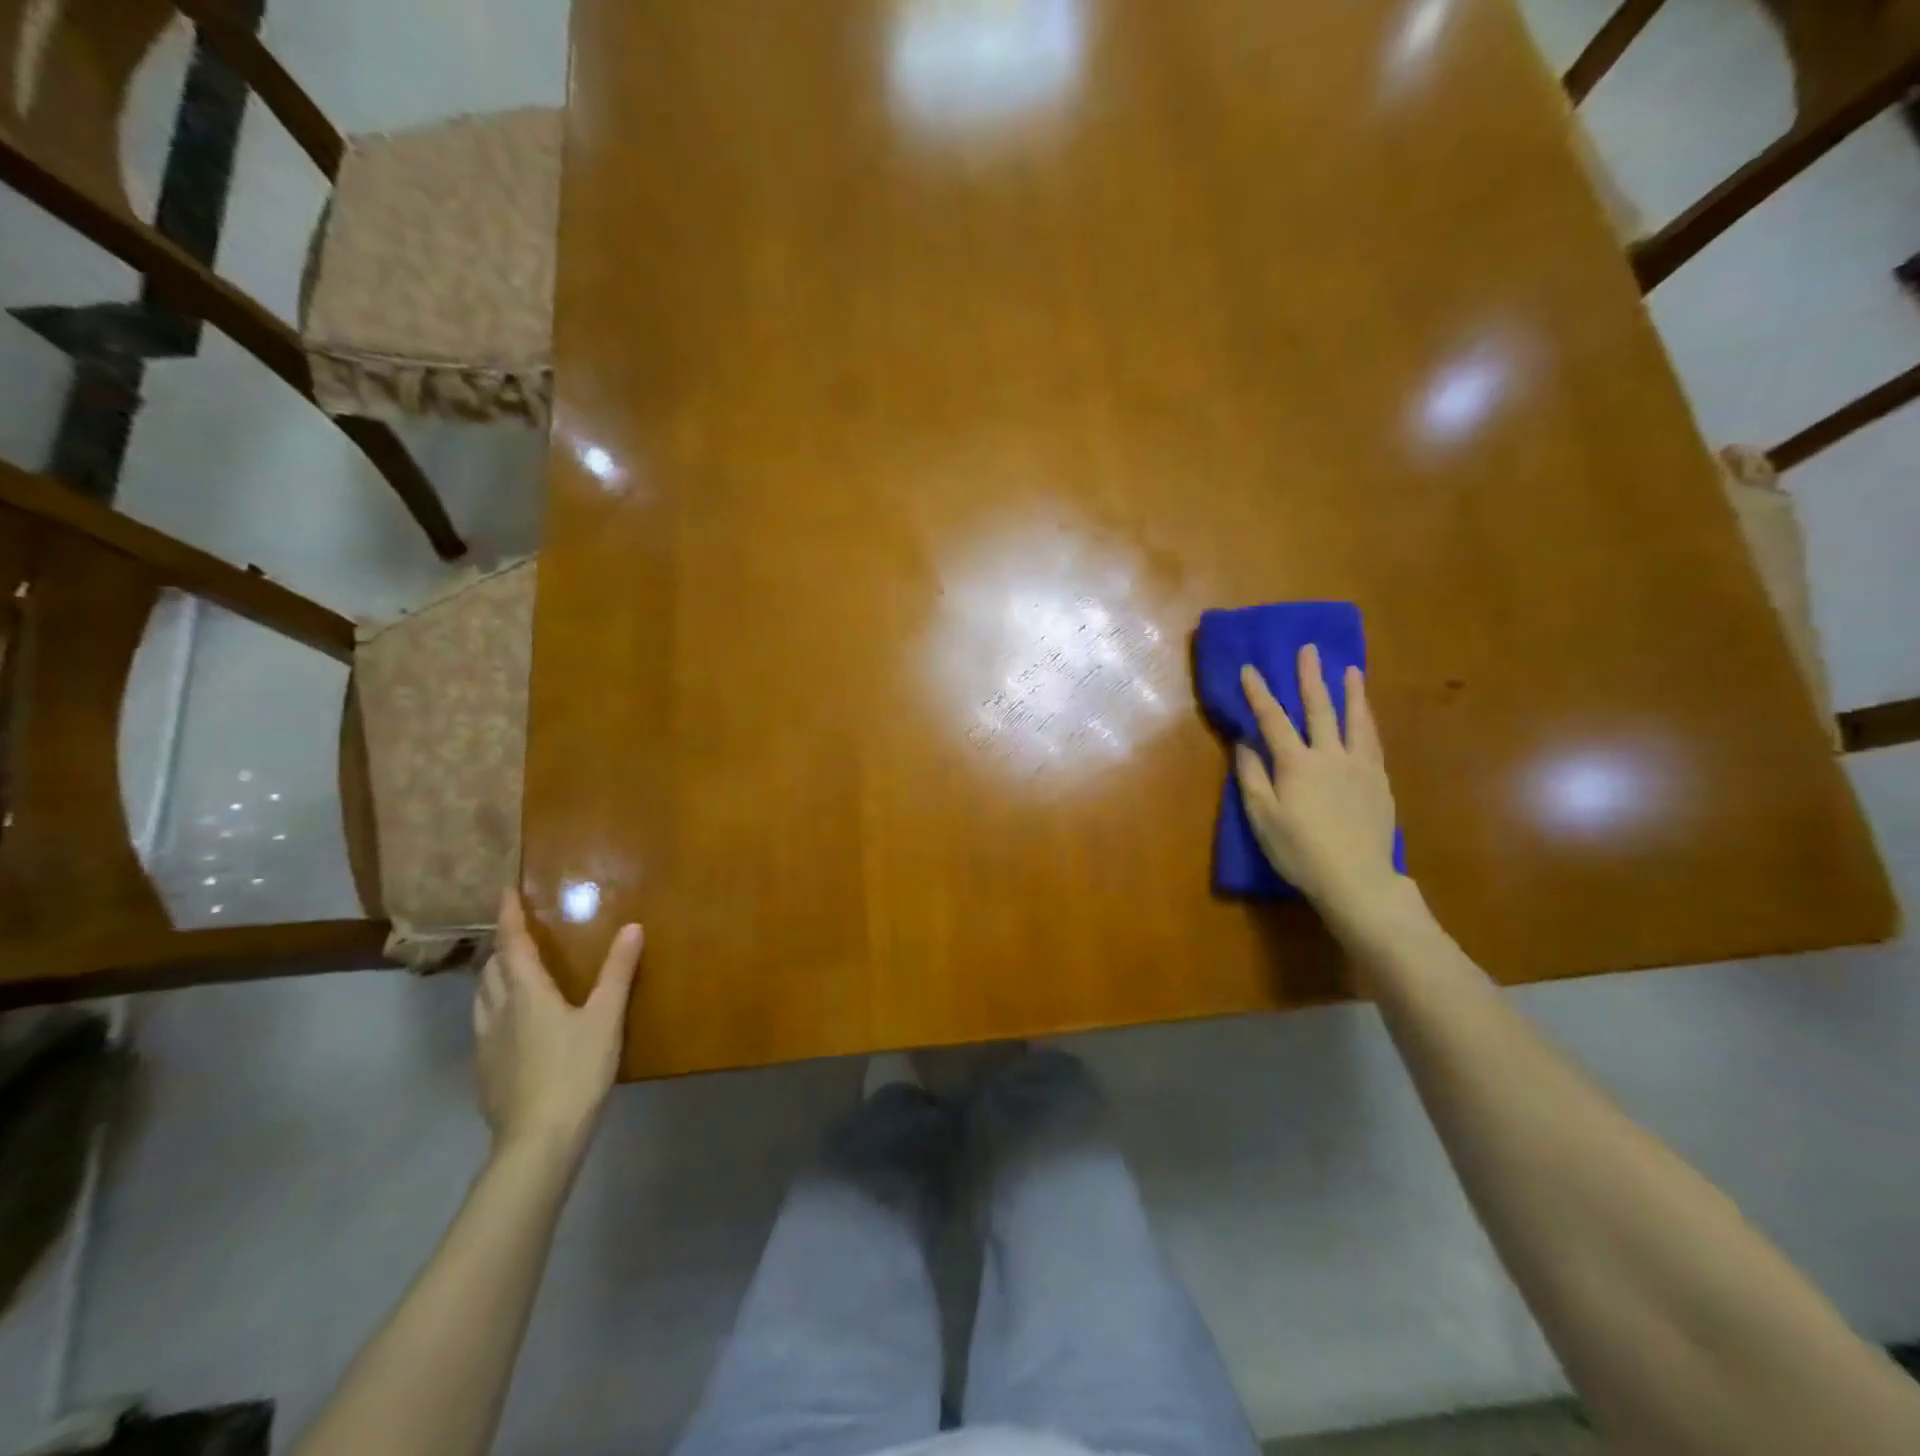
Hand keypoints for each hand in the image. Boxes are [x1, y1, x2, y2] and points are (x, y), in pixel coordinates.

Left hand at [474, 889, 642, 1153]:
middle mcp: (498, 1012)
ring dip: (494, 979)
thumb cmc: (575, 1070)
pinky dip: (495, 1009)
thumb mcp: (606, 1018)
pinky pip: (484, 1026)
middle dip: (502, 948)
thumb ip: (618, 973)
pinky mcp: (485, 1072)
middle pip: (491, 971)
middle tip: (519, 936)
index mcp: (526, 994)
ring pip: (482, 999)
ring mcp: (486, 1044)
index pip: (512, 945)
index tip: (503, 892)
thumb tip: (632, 927)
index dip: (508, 917)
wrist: (537, 1140)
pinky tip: (514, 1026)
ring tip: (511, 974)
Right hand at [1236, 645, 1401, 926]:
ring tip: (1351, 670)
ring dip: (1351, 693)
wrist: (1357, 879)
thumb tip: (1245, 743)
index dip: (1259, 693)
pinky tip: (1366, 716)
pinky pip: (1372, 741)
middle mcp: (1330, 756)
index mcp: (1296, 764)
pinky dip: (1367, 721)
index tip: (1250, 668)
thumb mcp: (1262, 817)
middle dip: (1311, 678)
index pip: (1273, 720)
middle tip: (1310, 650)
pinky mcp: (1379, 782)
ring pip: (1355, 720)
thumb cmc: (1299, 851)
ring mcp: (1360, 767)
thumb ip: (1252, 777)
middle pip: (1320, 709)